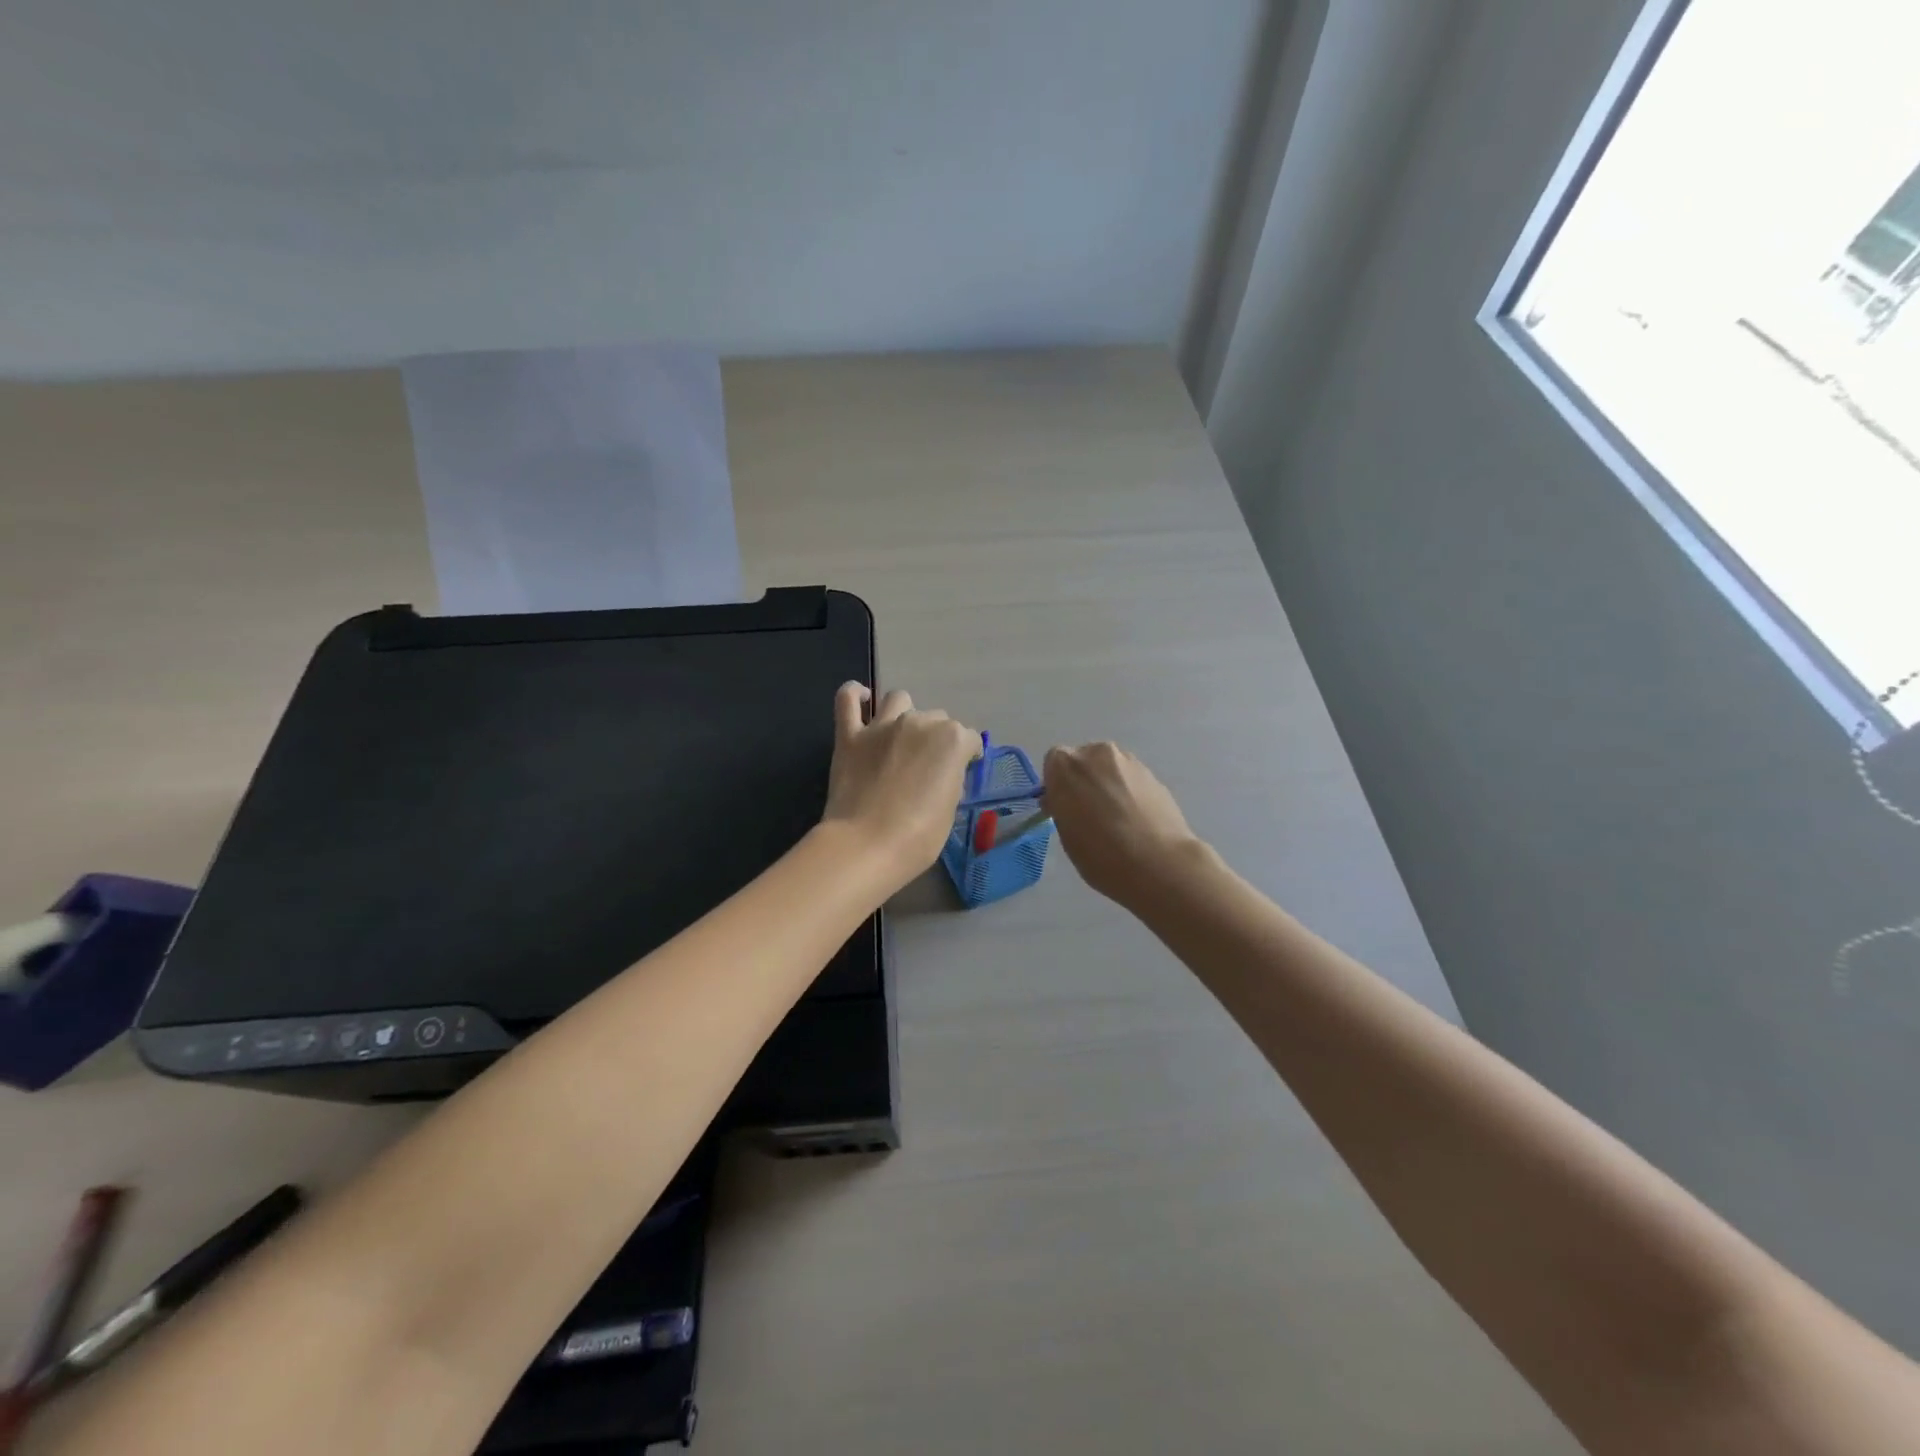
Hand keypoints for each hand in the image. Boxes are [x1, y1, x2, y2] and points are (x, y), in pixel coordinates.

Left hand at [822, 683, 981, 888]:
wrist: (866, 846)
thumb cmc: (918, 837)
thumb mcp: (950, 809)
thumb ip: (950, 779)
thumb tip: (942, 773)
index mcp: (951, 740)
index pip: (969, 740)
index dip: (966, 757)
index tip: (960, 773)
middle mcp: (919, 723)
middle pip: (936, 719)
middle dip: (936, 739)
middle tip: (926, 766)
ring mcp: (882, 726)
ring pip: (899, 699)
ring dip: (904, 714)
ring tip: (900, 737)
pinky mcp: (850, 735)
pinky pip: (847, 699)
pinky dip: (854, 695)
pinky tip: (861, 701)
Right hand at [1042, 742, 1202, 903]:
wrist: (1158, 863)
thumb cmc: (1101, 854)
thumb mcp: (1066, 835)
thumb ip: (1062, 808)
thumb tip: (1065, 801)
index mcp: (1066, 765)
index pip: (1053, 763)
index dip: (1058, 785)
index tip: (1064, 806)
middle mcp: (1096, 754)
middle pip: (1084, 760)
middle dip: (1084, 779)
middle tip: (1090, 811)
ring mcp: (1128, 761)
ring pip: (1109, 767)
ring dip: (1108, 783)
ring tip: (1117, 817)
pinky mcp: (1153, 774)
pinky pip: (1131, 778)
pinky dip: (1129, 791)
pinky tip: (1136, 818)